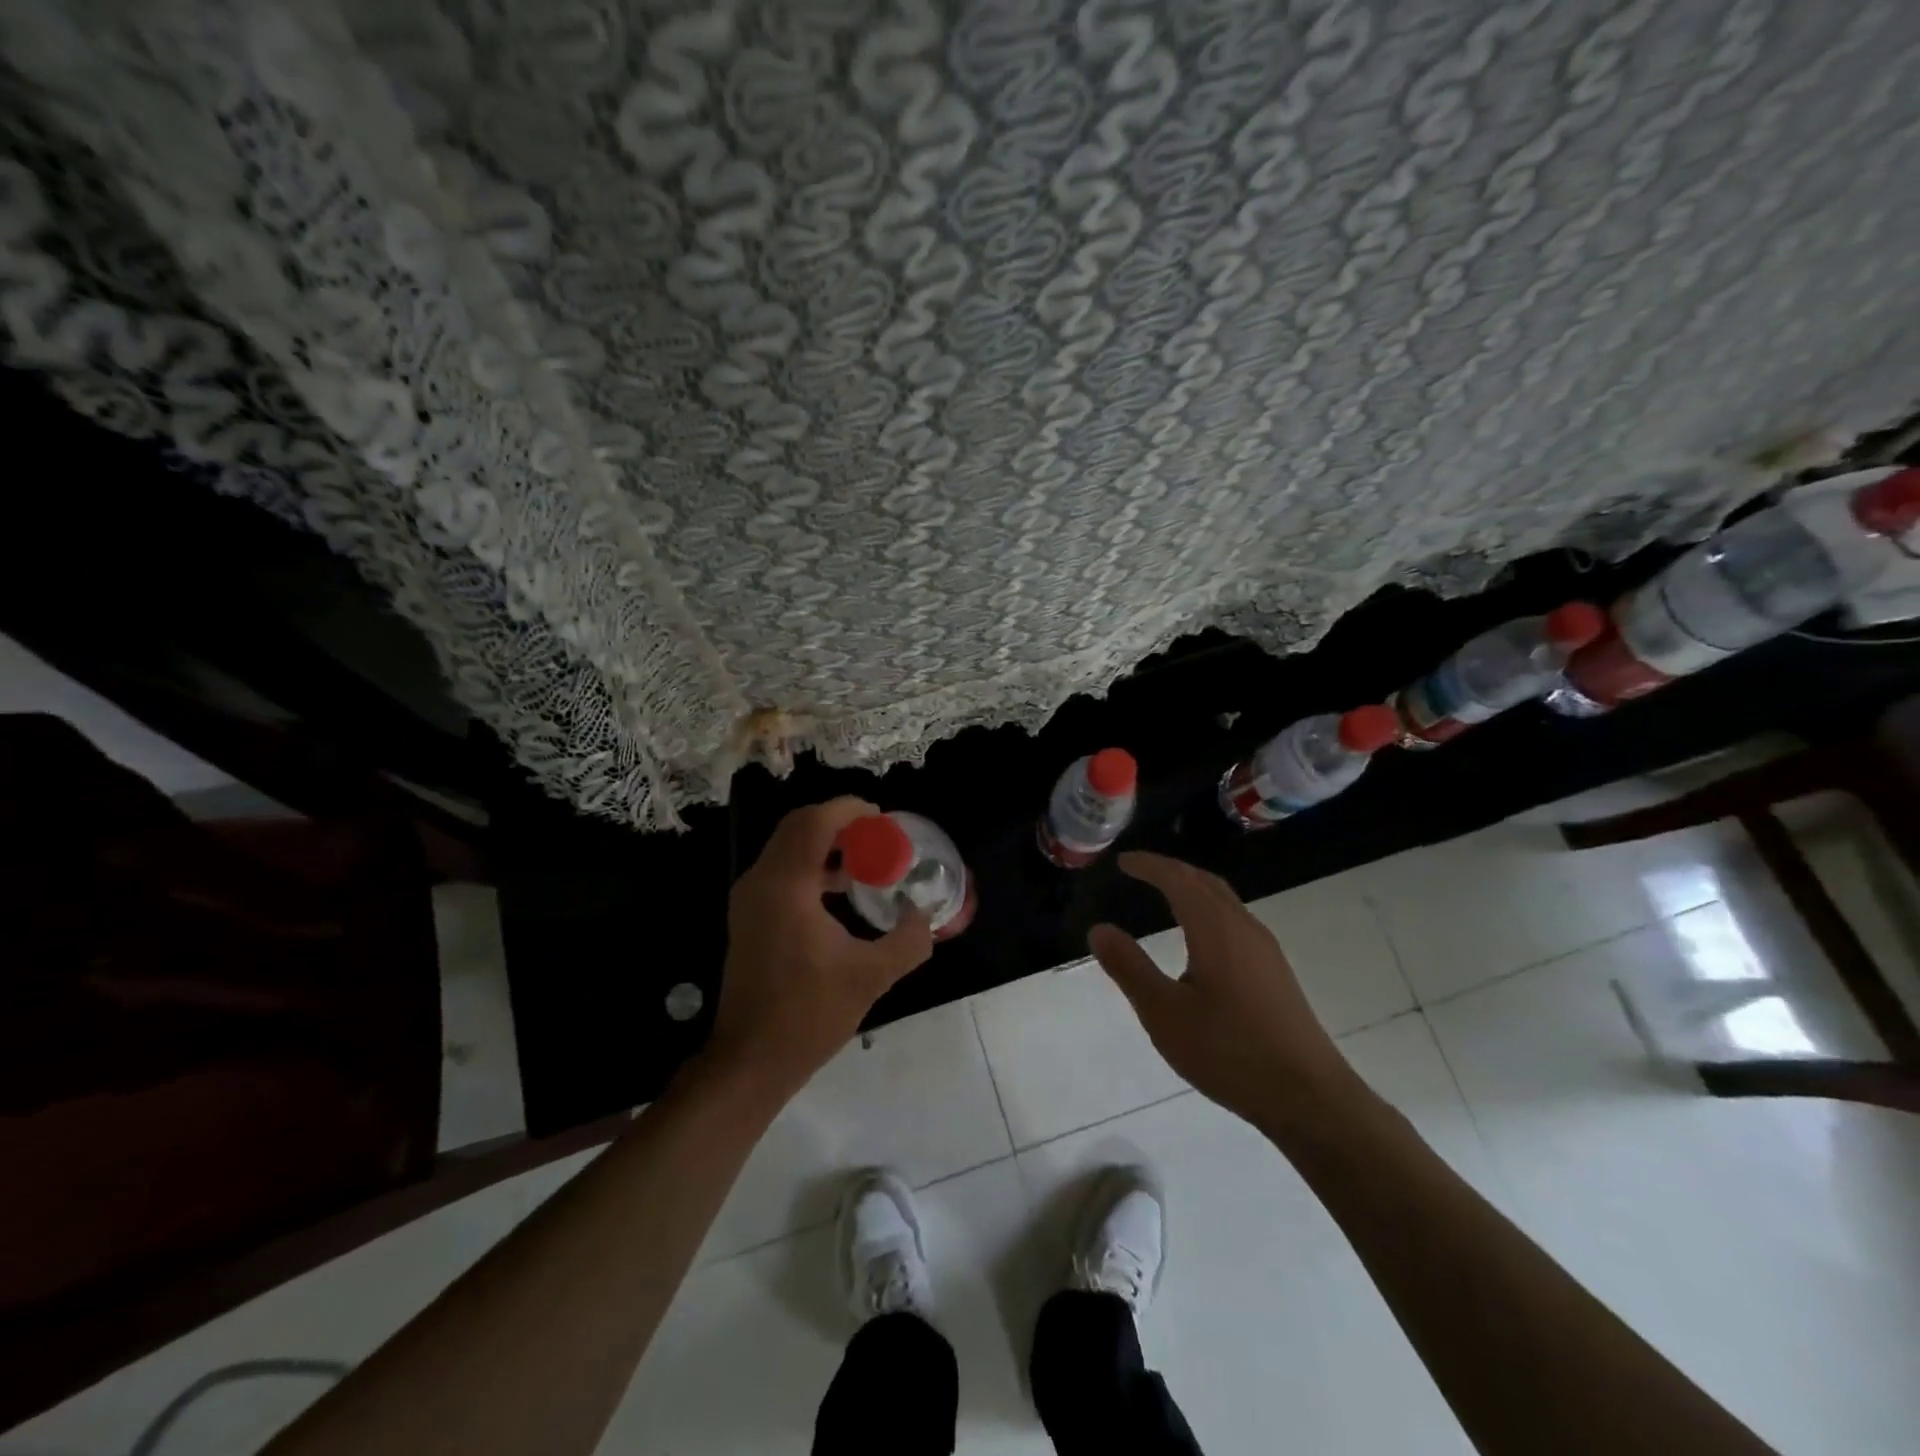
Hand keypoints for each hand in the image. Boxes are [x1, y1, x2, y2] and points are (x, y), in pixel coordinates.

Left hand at [706, 797, 933, 1098]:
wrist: (750, 1059)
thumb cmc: (808, 1015)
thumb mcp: (870, 977)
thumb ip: (908, 941)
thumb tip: (927, 917)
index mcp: (786, 888)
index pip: (815, 823)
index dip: (849, 810)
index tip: (882, 818)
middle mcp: (761, 882)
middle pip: (798, 826)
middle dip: (838, 822)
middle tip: (877, 835)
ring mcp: (750, 899)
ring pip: (787, 846)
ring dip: (825, 842)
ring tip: (866, 859)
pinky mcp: (749, 916)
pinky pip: (782, 869)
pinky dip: (811, 863)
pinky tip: (840, 888)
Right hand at [1088, 852, 1369, 1132]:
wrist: (1308, 1097)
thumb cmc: (1228, 1051)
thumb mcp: (1164, 1013)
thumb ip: (1129, 968)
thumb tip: (1099, 929)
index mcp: (1215, 929)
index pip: (1177, 879)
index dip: (1149, 865)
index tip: (1122, 861)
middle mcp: (1243, 928)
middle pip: (1205, 882)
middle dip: (1171, 870)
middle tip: (1140, 871)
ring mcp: (1265, 950)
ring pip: (1224, 901)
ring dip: (1192, 889)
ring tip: (1165, 895)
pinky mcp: (1275, 972)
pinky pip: (1235, 921)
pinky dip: (1208, 910)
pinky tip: (1201, 939)